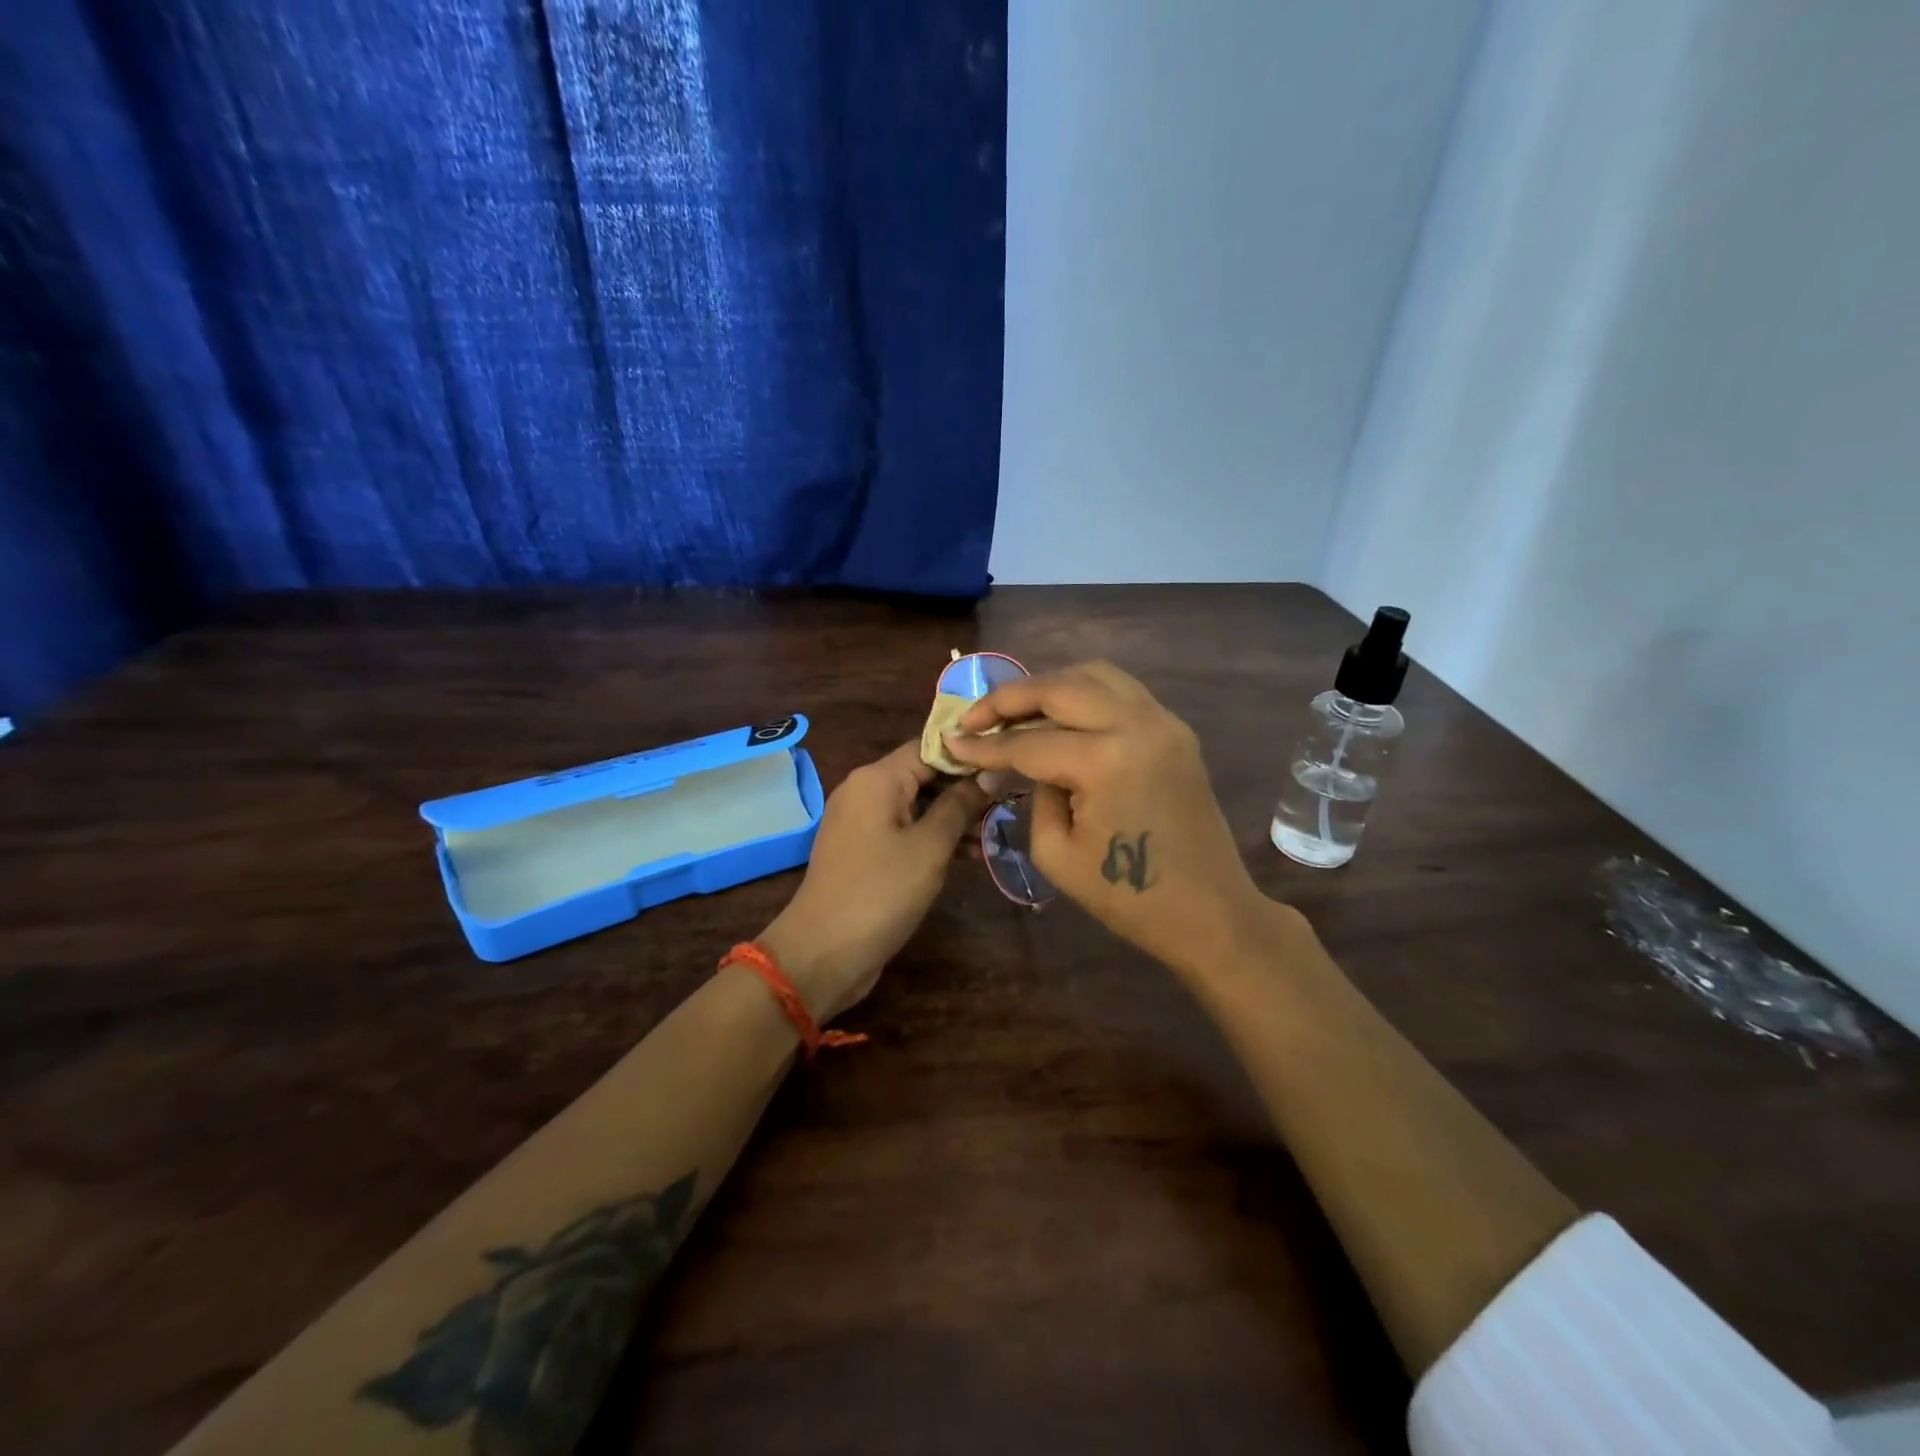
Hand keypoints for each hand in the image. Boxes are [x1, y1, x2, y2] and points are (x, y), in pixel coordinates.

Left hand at [758, 742, 988, 1023]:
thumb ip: (961, 805)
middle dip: (965, 789)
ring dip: (953, 817)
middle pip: (923, 774)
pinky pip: (904, 830)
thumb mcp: (930, 847)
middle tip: (1007, 804)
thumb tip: (990, 772)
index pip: (930, 747)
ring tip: (992, 836)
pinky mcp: (863, 850)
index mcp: (877, 778)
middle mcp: (864, 790)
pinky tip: (966, 856)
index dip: (969, 755)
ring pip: (917, 805)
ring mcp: (861, 821)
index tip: (1007, 766)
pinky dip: (932, 838)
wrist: (822, 954)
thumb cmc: (881, 892)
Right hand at [942, 662, 1268, 974]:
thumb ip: (1033, 794)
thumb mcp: (1057, 854)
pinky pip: (1122, 692)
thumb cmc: (1128, 897)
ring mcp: (1163, 722)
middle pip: (1060, 688)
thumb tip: (1021, 763)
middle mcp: (1137, 724)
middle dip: (1010, 697)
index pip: (1029, 743)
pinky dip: (1084, 693)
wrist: (1209, 912)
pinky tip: (1061, 716)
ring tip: (1016, 709)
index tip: (951, 740)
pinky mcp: (1175, 731)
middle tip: (976, 716)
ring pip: (1095, 675)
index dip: (985, 744)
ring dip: (1050, 685)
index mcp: (1106, 760)